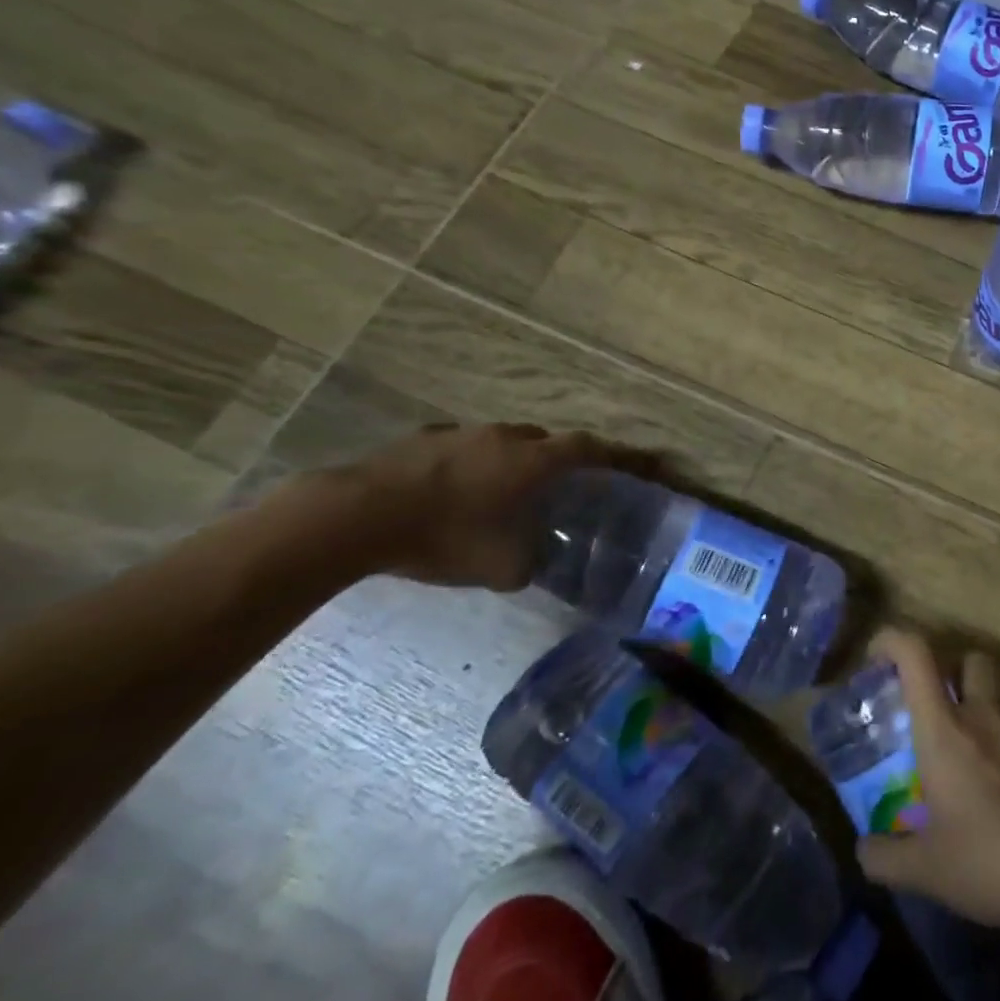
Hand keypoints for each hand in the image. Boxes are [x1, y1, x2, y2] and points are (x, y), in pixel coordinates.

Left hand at [297, 423, 617, 590]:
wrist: (356, 516)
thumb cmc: (443, 537)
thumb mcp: (500, 567)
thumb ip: (531, 562)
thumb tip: (537, 561)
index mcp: (533, 462)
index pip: (591, 450)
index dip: (620, 456)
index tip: (644, 463)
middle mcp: (506, 438)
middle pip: (547, 441)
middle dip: (558, 460)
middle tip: (559, 486)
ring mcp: (463, 433)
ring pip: (504, 441)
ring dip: (512, 461)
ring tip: (502, 491)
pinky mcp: (423, 438)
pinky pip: (463, 447)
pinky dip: (471, 464)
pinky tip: (453, 491)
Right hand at [856, 628, 999, 936]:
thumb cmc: (992, 859)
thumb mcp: (927, 870)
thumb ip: (886, 857)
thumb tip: (863, 851)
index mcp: (944, 728)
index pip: (916, 654)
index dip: (891, 641)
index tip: (875, 659)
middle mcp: (983, 715)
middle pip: (969, 659)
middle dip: (949, 670)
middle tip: (930, 708)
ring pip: (996, 696)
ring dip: (977, 710)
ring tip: (961, 760)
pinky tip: (996, 794)